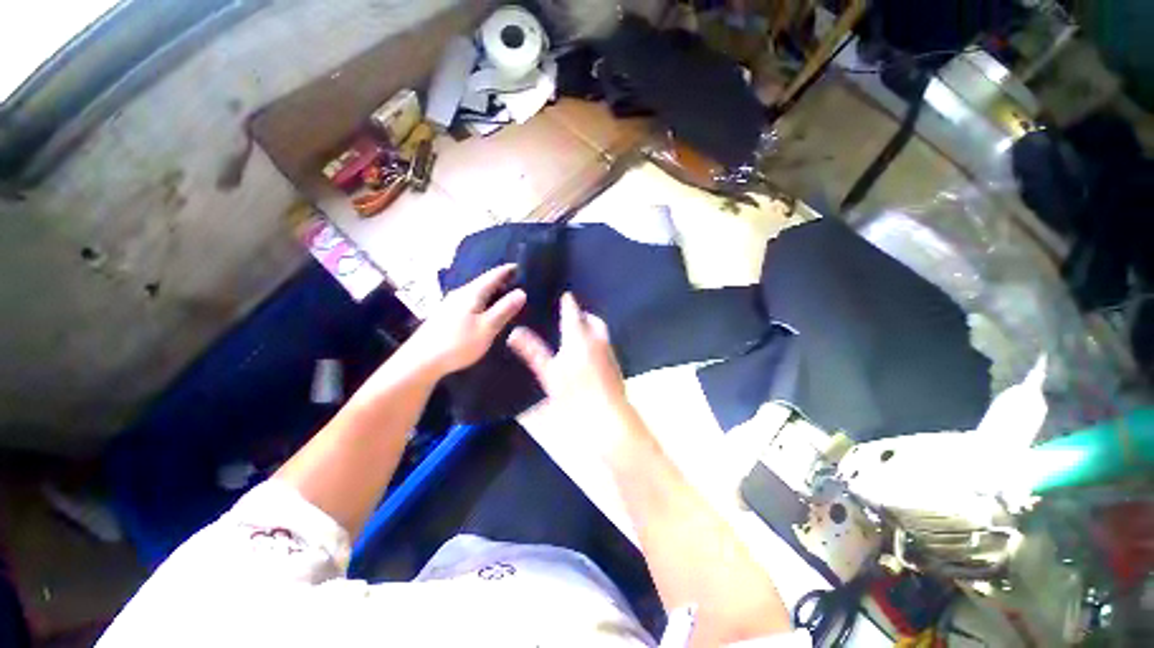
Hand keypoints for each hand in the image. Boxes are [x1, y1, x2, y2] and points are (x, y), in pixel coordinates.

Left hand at [404, 264, 525, 377]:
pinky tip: (487, 311)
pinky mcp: (446, 315)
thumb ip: (505, 309)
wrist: (421, 361)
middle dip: (502, 281)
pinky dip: (484, 301)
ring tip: (508, 297)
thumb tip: (522, 292)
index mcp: (472, 293)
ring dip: (493, 292)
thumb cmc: (458, 343)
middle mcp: (461, 293)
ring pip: (477, 292)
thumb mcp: (487, 327)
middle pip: (485, 282)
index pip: (494, 275)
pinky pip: (471, 301)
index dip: (508, 270)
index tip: (522, 266)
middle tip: (520, 284)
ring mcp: (451, 304)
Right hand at [507, 293, 626, 410]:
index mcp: (579, 337)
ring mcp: (609, 353)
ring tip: (578, 332)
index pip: (573, 312)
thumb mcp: (548, 372)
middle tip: (572, 315)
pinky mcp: (615, 366)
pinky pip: (606, 345)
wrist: (607, 414)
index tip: (565, 295)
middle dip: (583, 314)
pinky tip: (589, 354)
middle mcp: (597, 340)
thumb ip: (532, 351)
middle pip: (593, 320)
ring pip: (601, 332)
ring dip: (591, 328)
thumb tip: (515, 332)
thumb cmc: (575, 393)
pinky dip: (597, 342)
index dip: (568, 302)